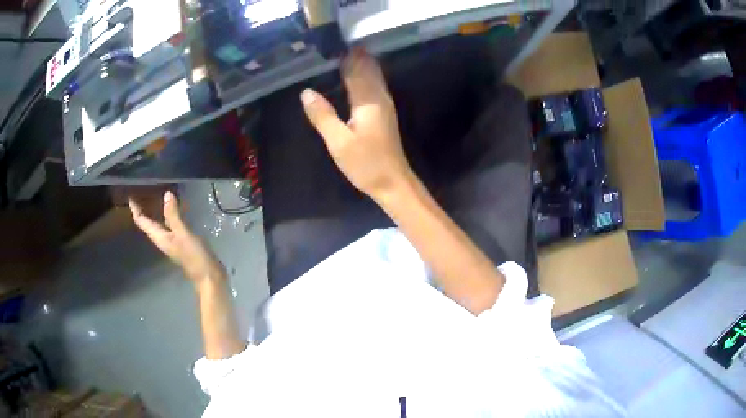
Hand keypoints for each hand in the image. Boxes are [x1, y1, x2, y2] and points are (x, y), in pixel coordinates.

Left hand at [129, 191, 223, 284]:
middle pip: (148, 221)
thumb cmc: (194, 256)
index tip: (131, 194)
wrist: (209, 275)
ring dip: (156, 209)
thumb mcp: (183, 234)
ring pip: (159, 222)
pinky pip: (170, 223)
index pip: (141, 221)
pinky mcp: (181, 240)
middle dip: (143, 207)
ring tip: (157, 193)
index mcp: (159, 237)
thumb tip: (166, 194)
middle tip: (143, 189)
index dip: (135, 208)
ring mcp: (172, 240)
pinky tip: (176, 206)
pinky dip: (169, 213)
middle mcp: (162, 238)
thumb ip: (173, 215)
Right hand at [301, 47, 411, 199]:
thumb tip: (306, 92)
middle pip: (368, 71)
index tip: (335, 45)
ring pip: (374, 78)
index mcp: (367, 102)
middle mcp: (379, 99)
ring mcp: (384, 106)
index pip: (356, 71)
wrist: (393, 182)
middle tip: (339, 46)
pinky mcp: (385, 115)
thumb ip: (323, 116)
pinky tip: (359, 79)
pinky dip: (366, 78)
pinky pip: (375, 88)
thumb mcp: (338, 142)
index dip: (346, 58)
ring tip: (348, 55)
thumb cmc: (365, 163)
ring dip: (362, 65)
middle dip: (356, 57)